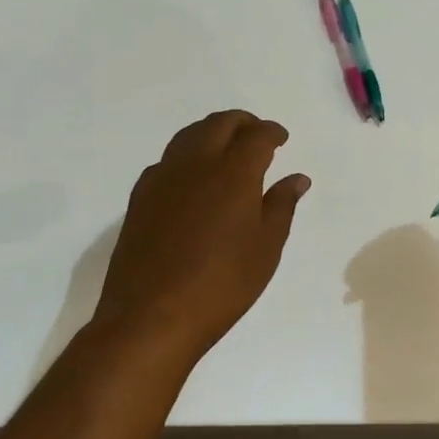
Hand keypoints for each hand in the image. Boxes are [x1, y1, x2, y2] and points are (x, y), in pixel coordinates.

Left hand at [93, 110, 310, 362]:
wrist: (151, 316)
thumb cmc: (222, 285)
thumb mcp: (266, 248)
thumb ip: (281, 206)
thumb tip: (297, 177)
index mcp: (233, 172)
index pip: (256, 136)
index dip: (272, 132)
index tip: (281, 138)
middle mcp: (195, 163)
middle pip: (219, 124)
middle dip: (242, 122)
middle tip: (257, 135)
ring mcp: (163, 177)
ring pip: (189, 135)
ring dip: (212, 132)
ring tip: (226, 149)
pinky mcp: (140, 196)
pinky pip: (168, 159)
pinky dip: (187, 155)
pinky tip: (193, 178)